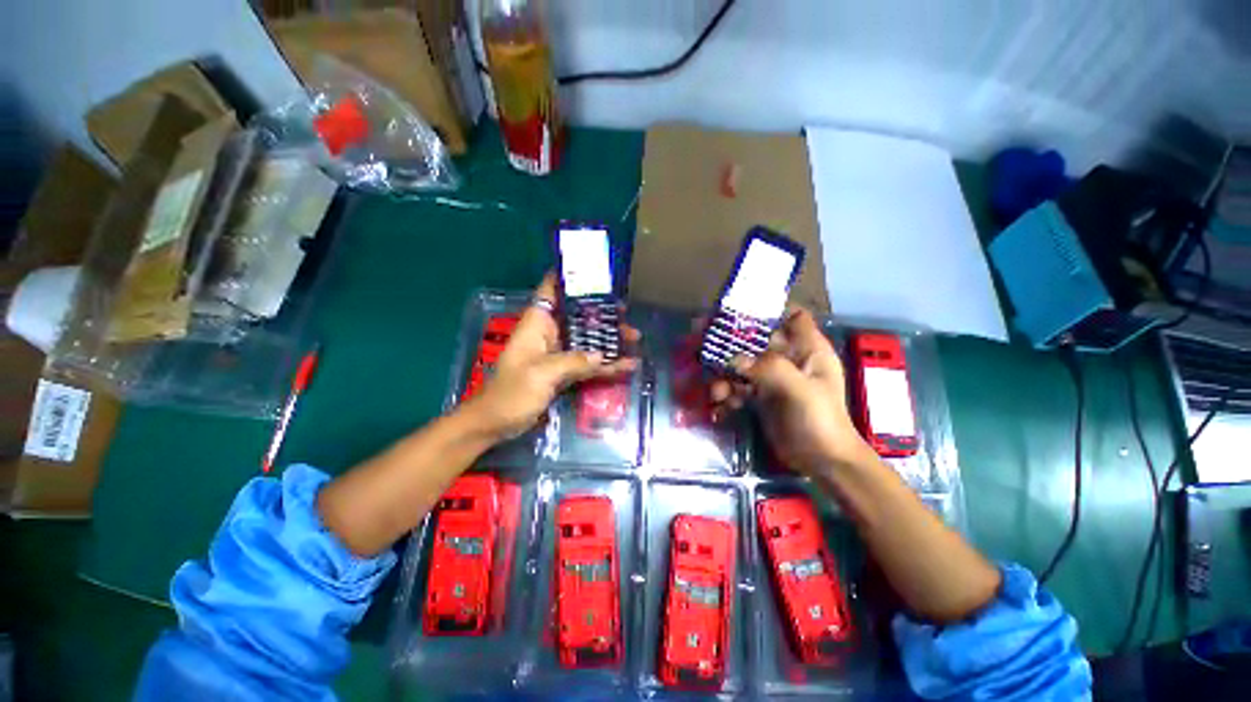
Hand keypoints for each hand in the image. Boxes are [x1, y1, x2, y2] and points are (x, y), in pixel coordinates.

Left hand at [463, 274, 638, 439]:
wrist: (496, 423)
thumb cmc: (511, 393)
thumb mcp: (541, 374)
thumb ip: (573, 362)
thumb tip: (602, 355)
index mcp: (537, 324)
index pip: (551, 290)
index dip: (570, 278)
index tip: (594, 273)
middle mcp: (549, 334)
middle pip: (577, 315)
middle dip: (601, 313)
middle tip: (626, 312)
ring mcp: (558, 354)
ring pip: (586, 339)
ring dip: (608, 338)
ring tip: (635, 337)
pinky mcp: (564, 372)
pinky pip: (588, 363)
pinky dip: (605, 364)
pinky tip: (627, 365)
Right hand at [710, 308, 869, 474]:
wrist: (821, 462)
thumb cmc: (820, 421)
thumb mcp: (800, 391)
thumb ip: (769, 369)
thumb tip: (733, 359)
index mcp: (807, 349)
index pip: (791, 317)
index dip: (767, 312)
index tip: (737, 313)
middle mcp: (789, 358)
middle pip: (757, 340)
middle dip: (732, 343)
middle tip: (703, 344)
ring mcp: (773, 377)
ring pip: (743, 364)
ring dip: (725, 375)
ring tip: (715, 392)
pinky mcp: (761, 396)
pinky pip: (739, 386)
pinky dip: (727, 393)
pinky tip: (720, 405)